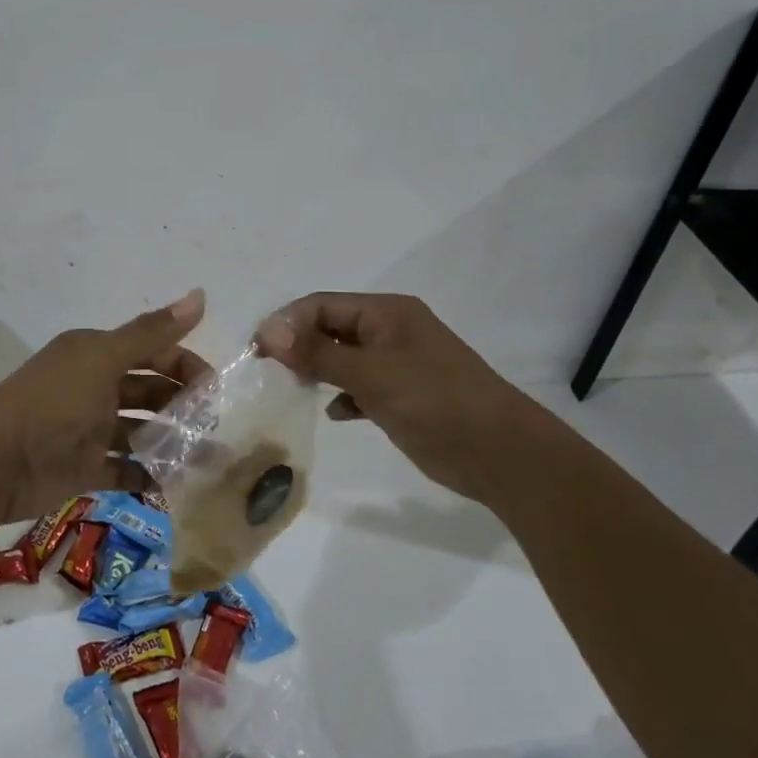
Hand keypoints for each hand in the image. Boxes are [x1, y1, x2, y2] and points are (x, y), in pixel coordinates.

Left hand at [0, 289, 210, 524]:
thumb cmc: (53, 402)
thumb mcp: (103, 359)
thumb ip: (152, 332)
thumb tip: (200, 294)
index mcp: (96, 354)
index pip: (152, 351)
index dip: (184, 364)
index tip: (215, 389)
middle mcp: (94, 387)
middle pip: (149, 391)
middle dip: (183, 404)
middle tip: (217, 425)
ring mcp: (90, 430)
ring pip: (141, 431)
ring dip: (173, 441)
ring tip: (210, 458)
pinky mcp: (85, 468)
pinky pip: (126, 469)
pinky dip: (150, 474)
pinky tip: (178, 482)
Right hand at [256, 293, 524, 503]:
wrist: (499, 453)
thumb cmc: (434, 401)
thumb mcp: (371, 374)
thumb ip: (318, 352)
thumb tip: (268, 332)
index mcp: (387, 313)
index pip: (323, 305)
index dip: (287, 323)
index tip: (257, 350)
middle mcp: (390, 331)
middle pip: (331, 328)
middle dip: (299, 346)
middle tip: (268, 371)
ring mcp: (397, 364)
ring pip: (343, 358)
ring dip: (317, 370)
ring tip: (292, 389)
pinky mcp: (402, 395)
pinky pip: (360, 386)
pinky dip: (343, 395)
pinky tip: (336, 412)